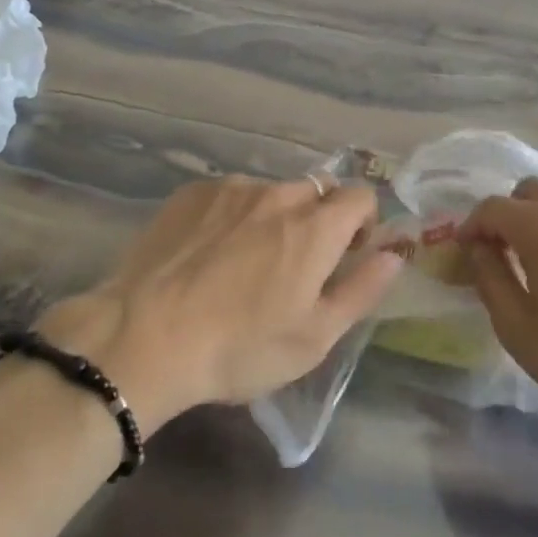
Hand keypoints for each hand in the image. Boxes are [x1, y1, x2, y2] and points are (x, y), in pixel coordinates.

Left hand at [36, 178, 401, 429]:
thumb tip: (395, 252)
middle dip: (317, 220)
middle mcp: (279, 194)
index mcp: (316, 226)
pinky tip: (207, 255)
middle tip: (293, 265)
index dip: (362, 223)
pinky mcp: (192, 193)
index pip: (361, 196)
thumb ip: (363, 288)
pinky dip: (232, 216)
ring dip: (272, 217)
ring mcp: (232, 189)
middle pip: (316, 192)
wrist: (142, 338)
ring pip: (270, 193)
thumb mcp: (314, 336)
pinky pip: (229, 195)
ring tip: (242, 263)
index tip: (345, 255)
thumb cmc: (239, 347)